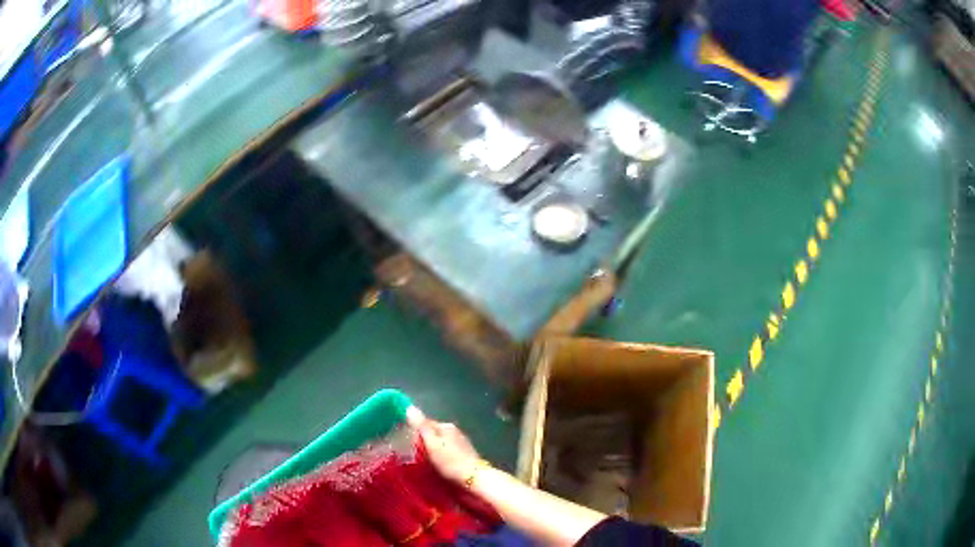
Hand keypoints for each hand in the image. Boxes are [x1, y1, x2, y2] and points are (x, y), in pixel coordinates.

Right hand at [406, 407, 481, 483]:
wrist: (474, 478)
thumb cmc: (450, 461)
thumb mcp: (432, 443)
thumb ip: (421, 426)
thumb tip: (409, 407)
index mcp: (446, 426)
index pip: (425, 422)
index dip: (413, 429)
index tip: (403, 439)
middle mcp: (454, 431)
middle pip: (433, 432)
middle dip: (423, 440)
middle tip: (411, 452)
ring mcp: (461, 442)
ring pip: (440, 441)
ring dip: (431, 448)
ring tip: (422, 459)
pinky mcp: (464, 454)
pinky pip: (446, 450)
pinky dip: (440, 454)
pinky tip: (437, 463)